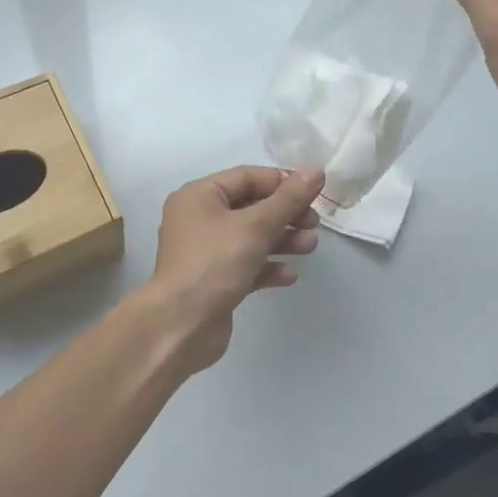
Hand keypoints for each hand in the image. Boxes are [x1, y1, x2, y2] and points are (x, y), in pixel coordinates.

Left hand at [140, 165, 324, 374]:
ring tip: (310, 247)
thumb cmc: (214, 264)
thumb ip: (288, 199)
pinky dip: (268, 266)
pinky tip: (289, 275)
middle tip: (314, 224)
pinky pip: (246, 265)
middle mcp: (199, 219)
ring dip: (282, 240)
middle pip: (251, 207)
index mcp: (200, 196)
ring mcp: (206, 252)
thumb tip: (316, 170)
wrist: (181, 326)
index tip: (314, 193)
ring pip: (251, 237)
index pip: (247, 177)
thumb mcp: (255, 226)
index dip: (282, 182)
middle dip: (285, 214)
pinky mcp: (215, 280)